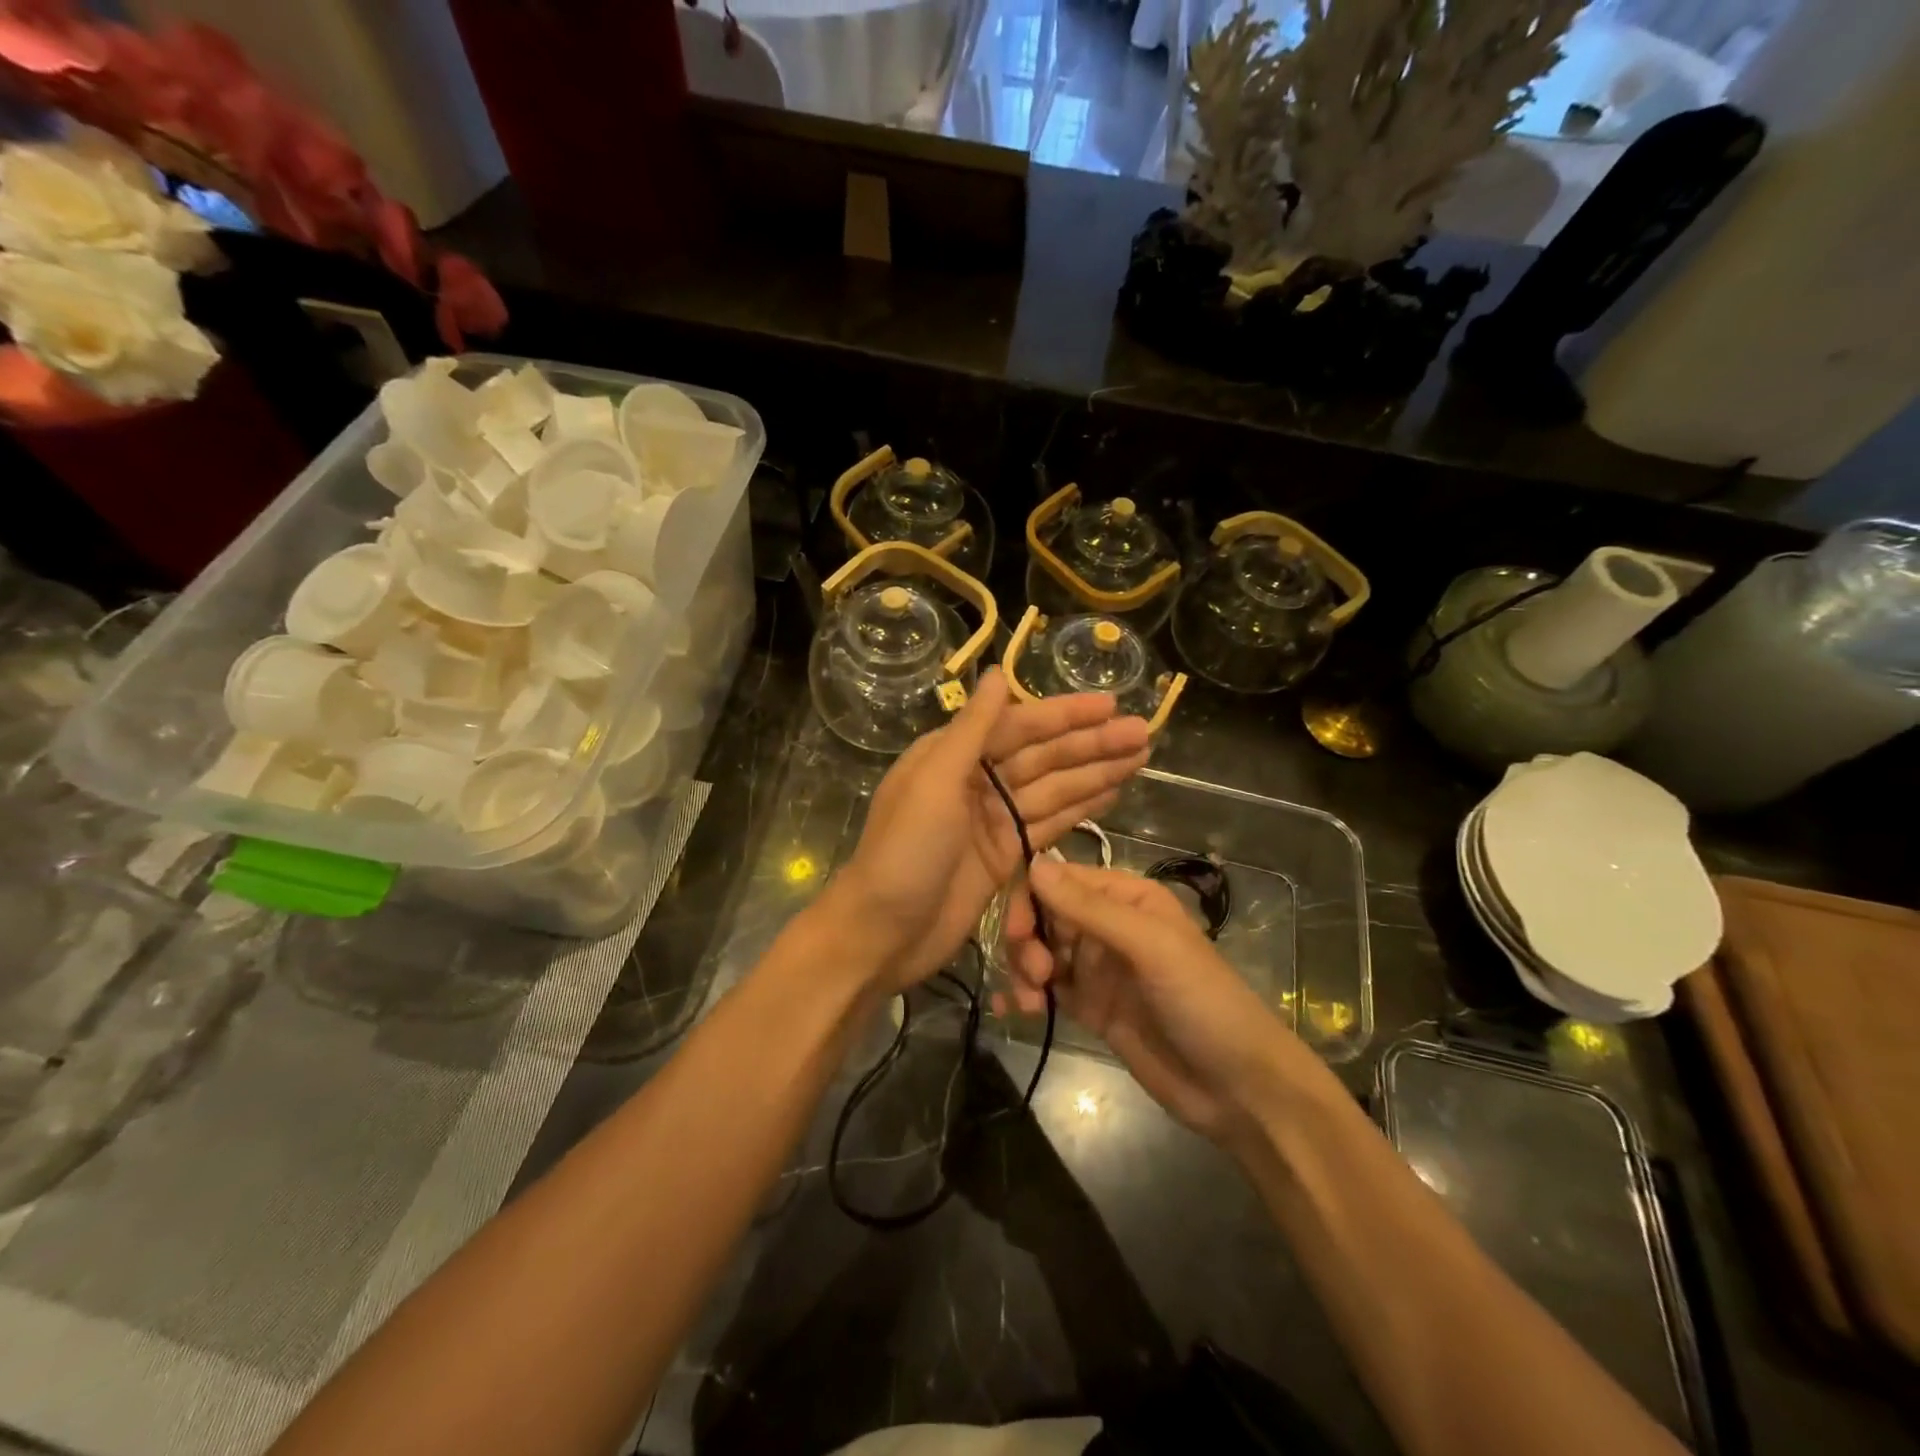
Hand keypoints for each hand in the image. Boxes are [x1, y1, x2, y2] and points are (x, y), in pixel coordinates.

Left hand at [821, 669, 1151, 993]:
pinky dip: (1080, 807)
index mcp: (952, 755)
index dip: (1065, 715)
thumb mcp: (934, 783)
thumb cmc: (904, 853)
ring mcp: (992, 820)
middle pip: (1042, 756)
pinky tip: (1112, 792)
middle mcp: (975, 781)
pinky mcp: (1005, 855)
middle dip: (1091, 744)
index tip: (1110, 704)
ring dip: (1095, 772)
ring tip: (1141, 756)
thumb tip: (998, 673)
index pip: (1018, 726)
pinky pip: (1049, 823)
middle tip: (1144, 733)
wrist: (883, 933)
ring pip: (1053, 788)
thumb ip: (971, 730)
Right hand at [1002, 861, 1325, 1145]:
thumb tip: (1033, 863)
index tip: (1015, 930)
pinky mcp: (1091, 1007)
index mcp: (1127, 897)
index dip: (1030, 897)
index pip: (1062, 879)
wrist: (1239, 1089)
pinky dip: (1023, 994)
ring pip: (1039, 951)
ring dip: (1023, 969)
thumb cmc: (1203, 1002)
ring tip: (1030, 1000)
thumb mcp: (1150, 947)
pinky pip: (1046, 989)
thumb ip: (1090, 908)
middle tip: (1034, 973)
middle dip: (1026, 939)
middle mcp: (1108, 925)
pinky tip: (1009, 1009)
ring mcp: (1098, 968)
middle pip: (1044, 915)